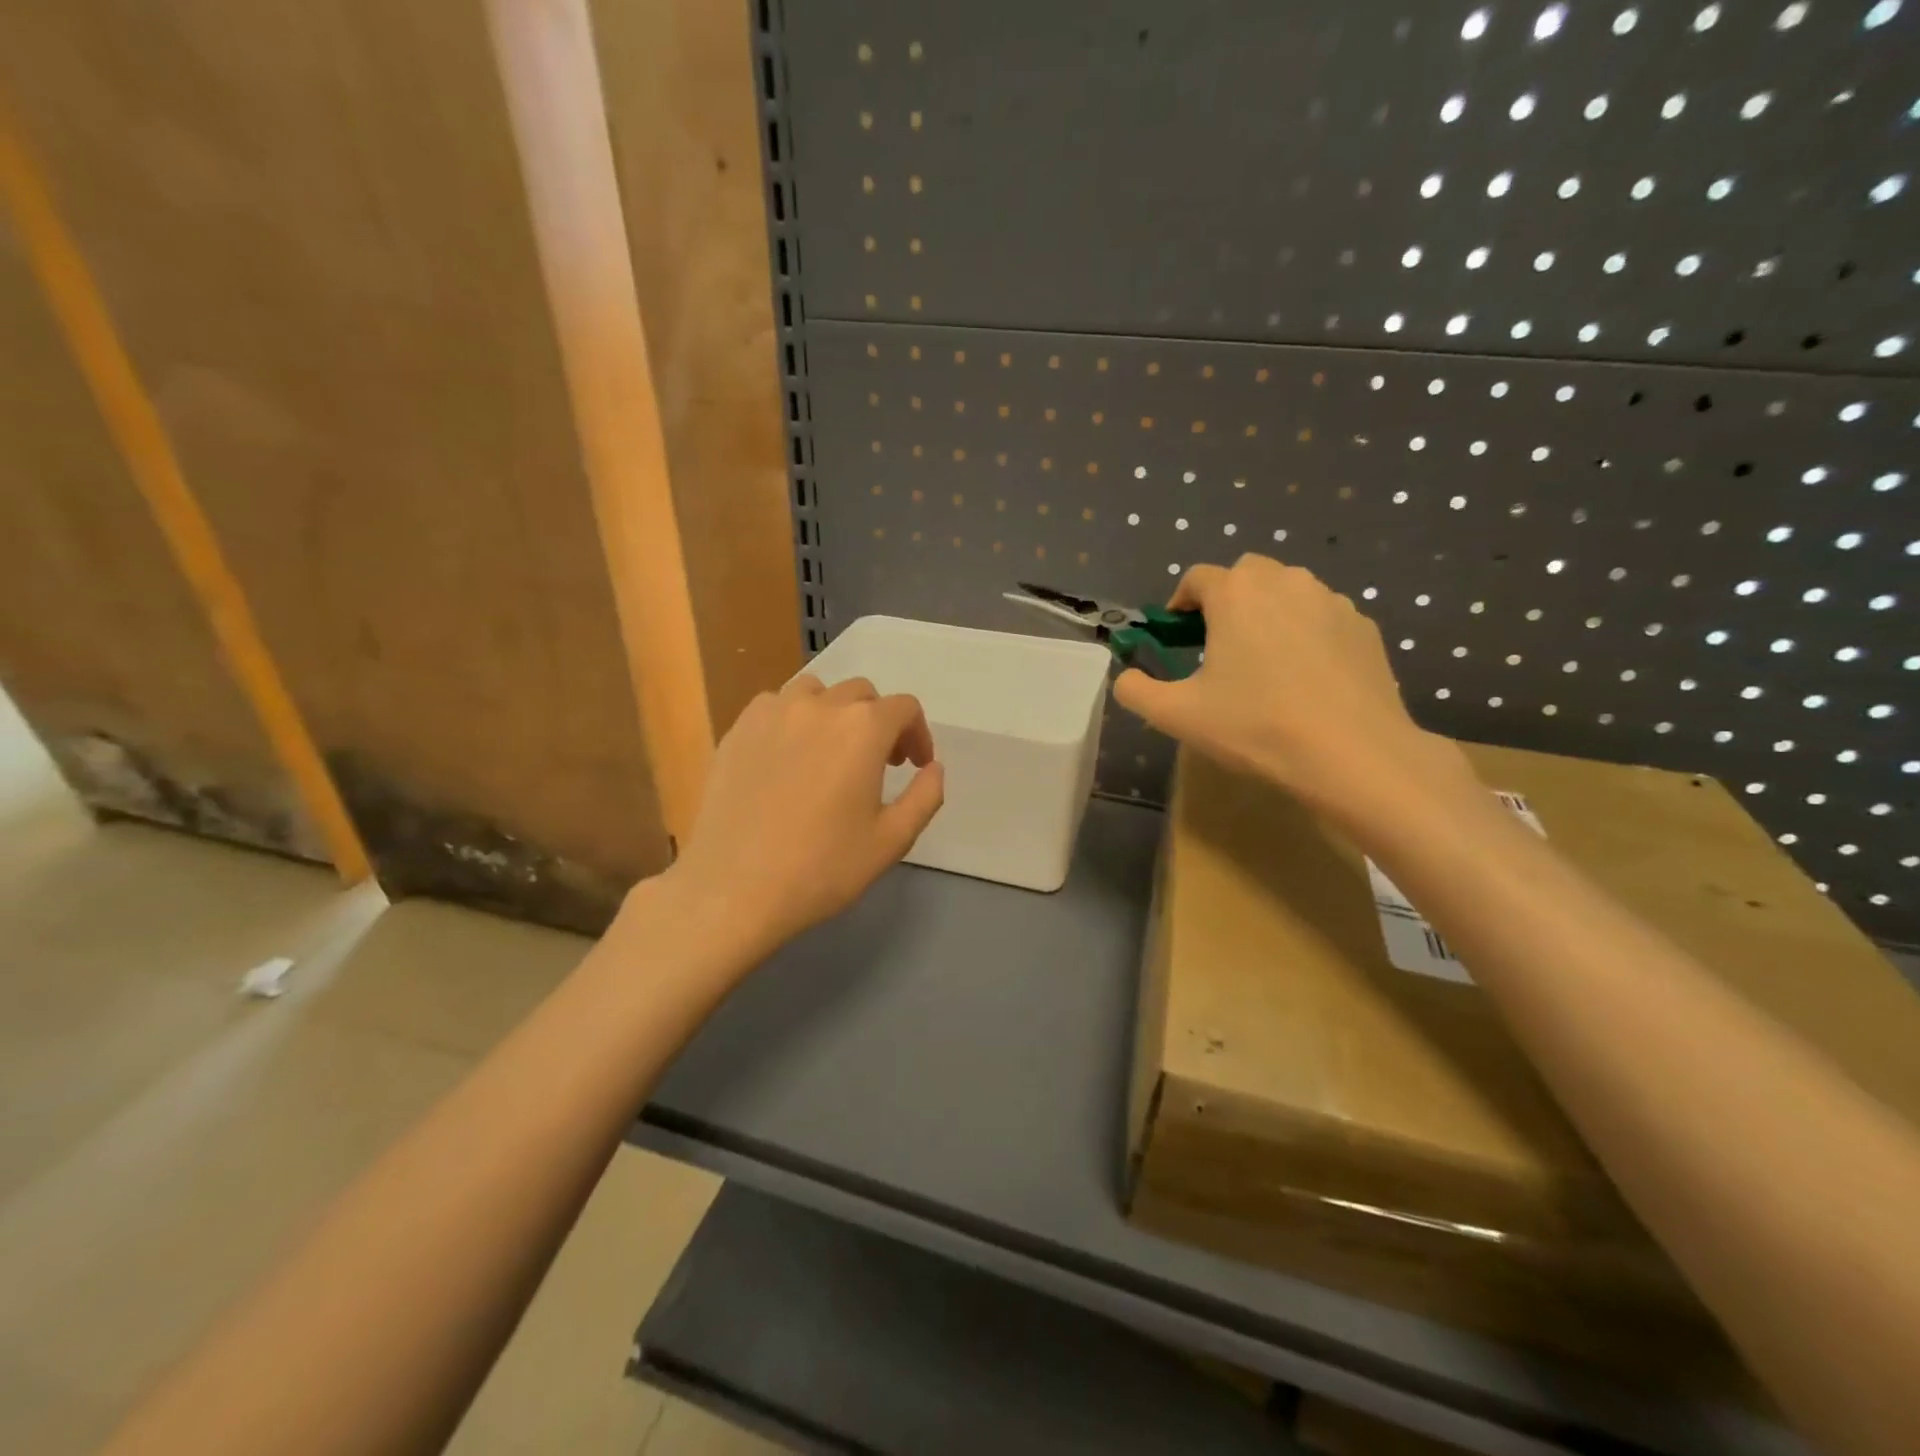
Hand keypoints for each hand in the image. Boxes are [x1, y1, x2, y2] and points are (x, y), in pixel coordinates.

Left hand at [656, 675, 944, 962]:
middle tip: (878, 764)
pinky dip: (792, 720)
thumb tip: (933, 767)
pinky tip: (788, 758)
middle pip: (862, 694)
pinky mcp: (737, 729)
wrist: (733, 888)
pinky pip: (774, 706)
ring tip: (830, 752)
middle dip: (879, 723)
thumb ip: (925, 796)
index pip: (904, 708)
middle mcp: (819, 705)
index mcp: (863, 728)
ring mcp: (772, 712)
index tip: (913, 765)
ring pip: (816, 692)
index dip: (917, 734)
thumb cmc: (822, 868)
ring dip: (834, 713)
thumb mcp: (892, 840)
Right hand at [1114, 554, 1460, 812]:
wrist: (1352, 754)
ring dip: (1269, 612)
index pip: (1197, 578)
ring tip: (1265, 662)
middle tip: (1219, 645)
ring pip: (1289, 591)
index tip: (1177, 635)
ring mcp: (1332, 601)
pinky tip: (1306, 678)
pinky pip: (1323, 617)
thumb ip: (1136, 691)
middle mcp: (1285, 581)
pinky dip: (1307, 633)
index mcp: (1235, 593)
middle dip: (1227, 600)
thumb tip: (1126, 678)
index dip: (1180, 603)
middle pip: (1246, 575)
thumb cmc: (1255, 726)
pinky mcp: (1365, 626)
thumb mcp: (1176, 715)